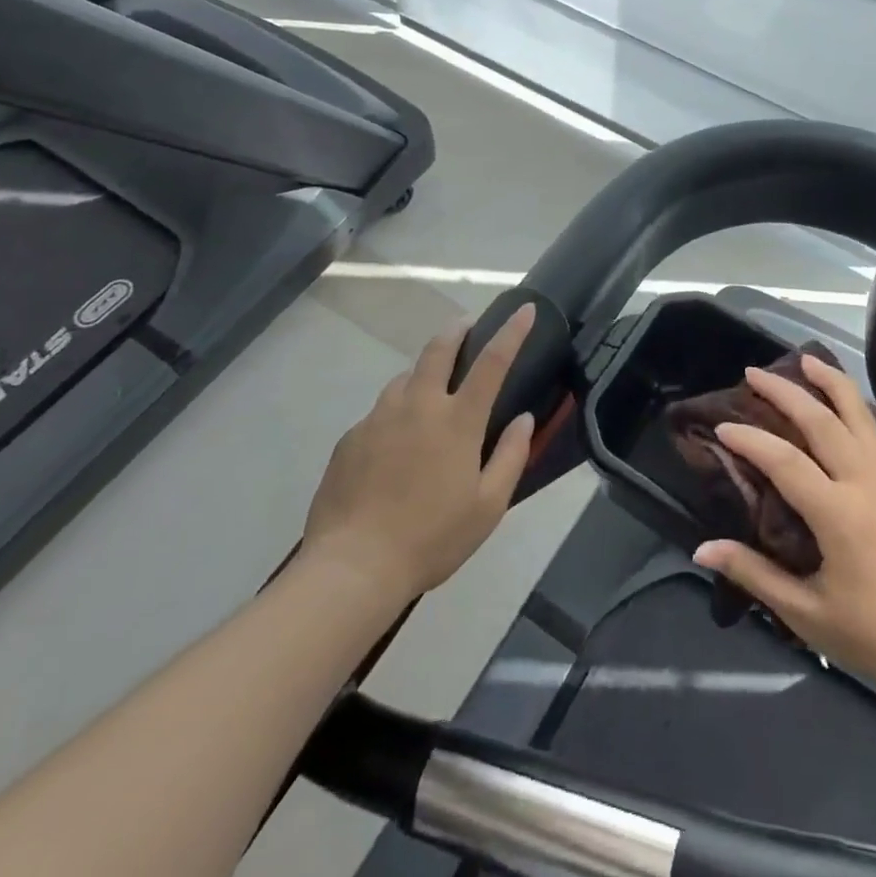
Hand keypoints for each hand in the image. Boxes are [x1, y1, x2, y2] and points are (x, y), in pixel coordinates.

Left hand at [301, 305, 536, 597]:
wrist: (352, 567)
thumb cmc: (431, 538)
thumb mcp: (488, 507)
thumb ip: (511, 457)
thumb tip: (522, 419)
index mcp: (457, 421)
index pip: (492, 362)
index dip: (511, 332)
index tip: (524, 309)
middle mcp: (418, 406)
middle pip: (438, 350)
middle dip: (457, 329)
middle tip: (467, 324)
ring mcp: (379, 418)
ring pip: (405, 378)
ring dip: (423, 372)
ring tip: (431, 388)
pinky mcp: (351, 437)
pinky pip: (380, 411)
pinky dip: (396, 412)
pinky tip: (395, 442)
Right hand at [692, 356, 875, 701]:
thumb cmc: (874, 638)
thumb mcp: (806, 614)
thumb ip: (753, 574)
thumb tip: (702, 550)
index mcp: (840, 515)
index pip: (785, 460)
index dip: (750, 439)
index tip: (721, 426)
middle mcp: (868, 484)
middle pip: (823, 421)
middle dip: (785, 391)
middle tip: (753, 372)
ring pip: (860, 414)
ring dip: (830, 381)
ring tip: (805, 358)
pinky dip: (855, 404)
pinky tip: (843, 399)